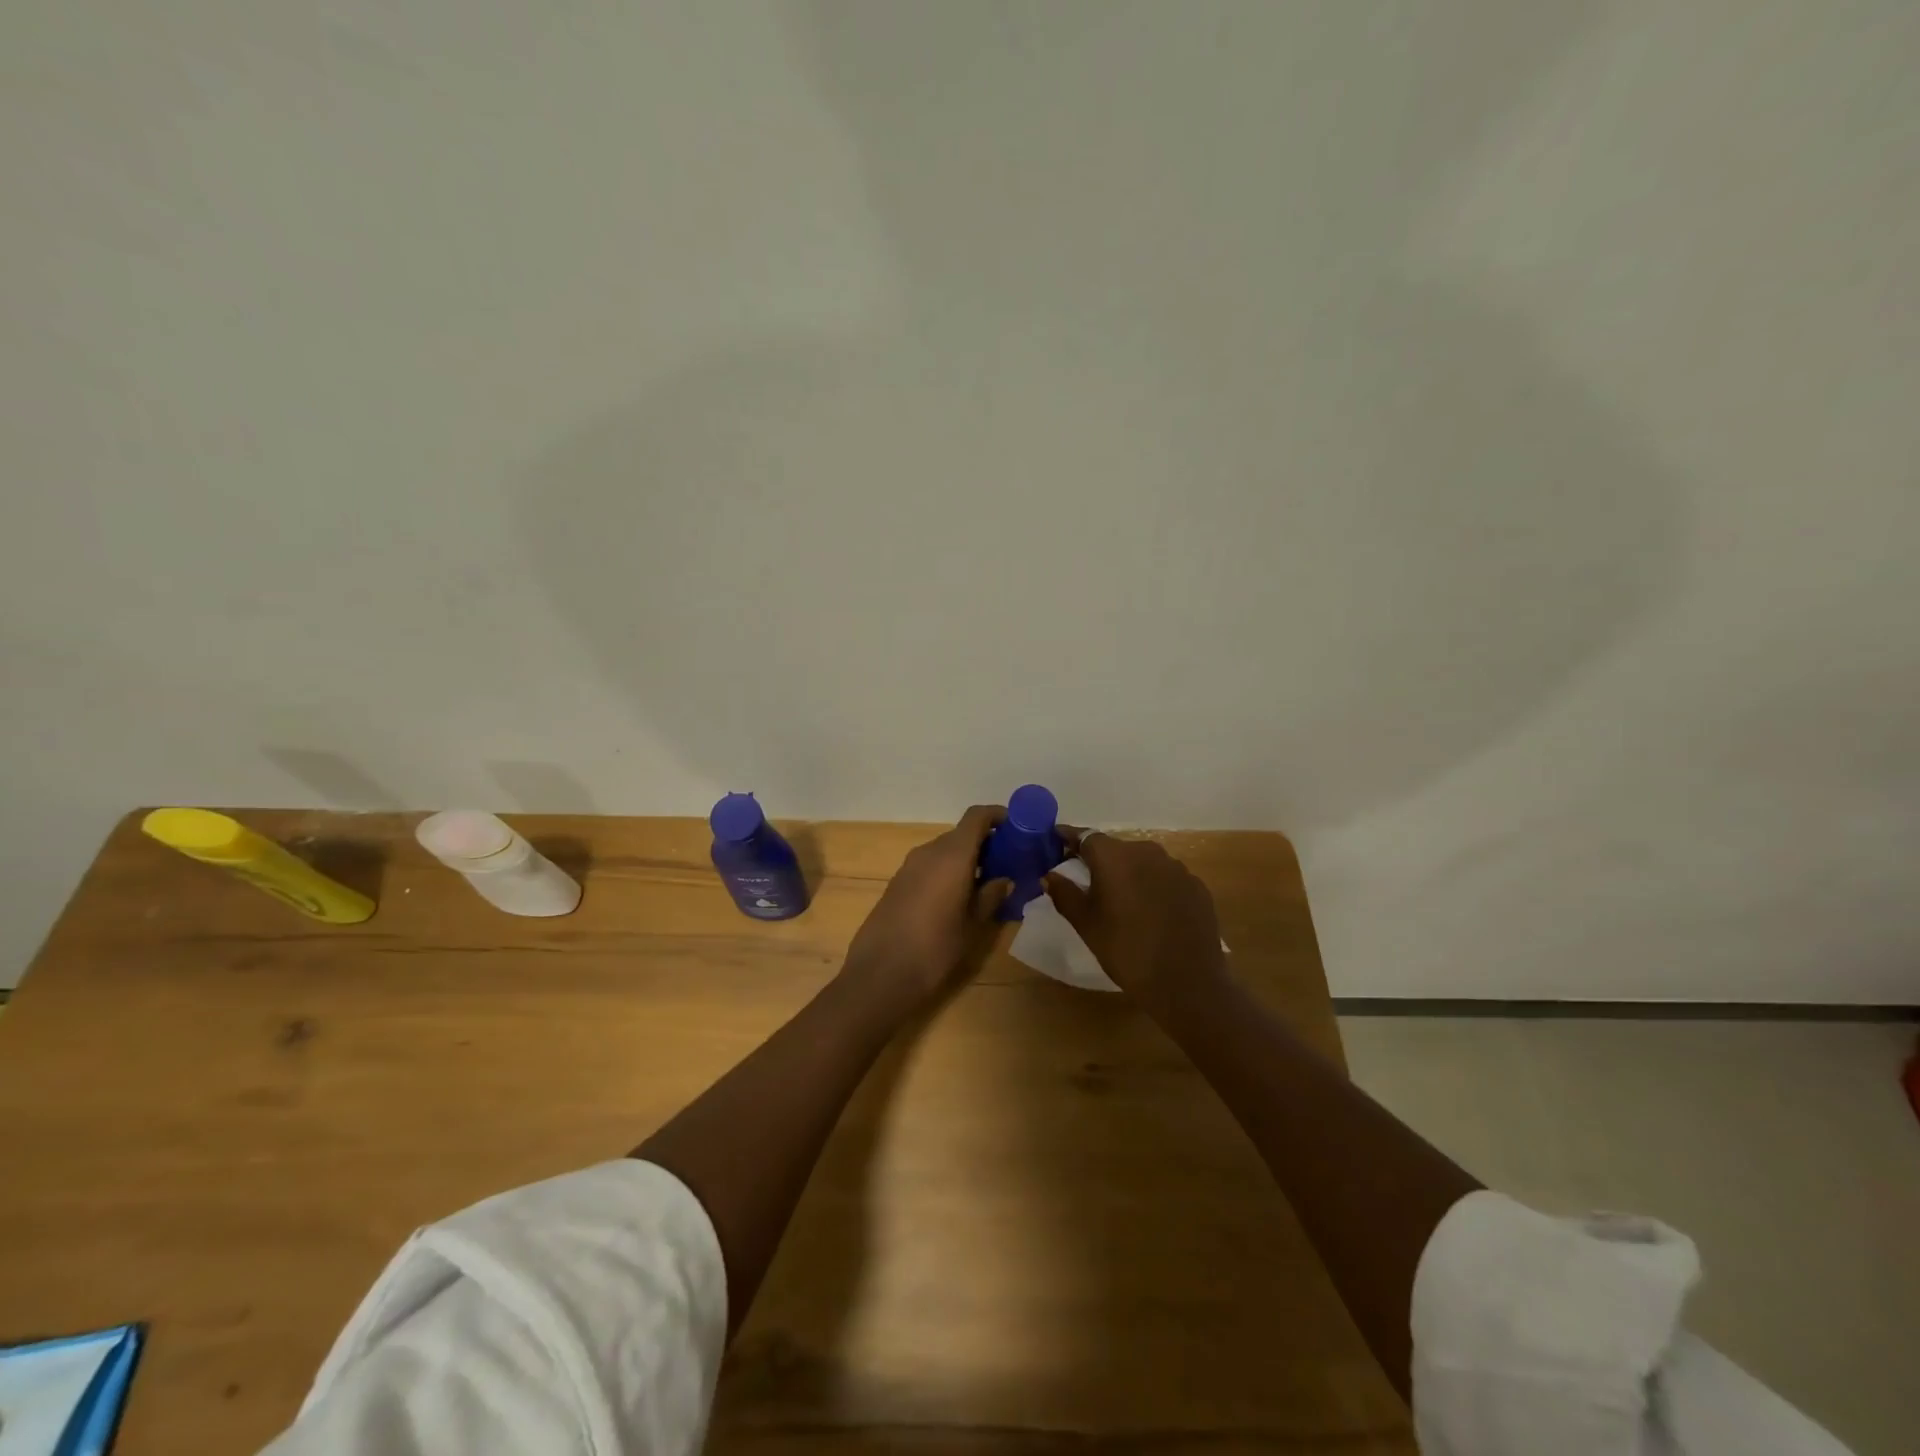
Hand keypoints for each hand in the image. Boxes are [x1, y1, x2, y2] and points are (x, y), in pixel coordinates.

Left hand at [840, 805, 1011, 1015]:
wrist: (881, 974)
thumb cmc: (935, 948)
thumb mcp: (973, 925)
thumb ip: (991, 896)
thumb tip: (1005, 880)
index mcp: (952, 855)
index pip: (977, 816)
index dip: (998, 816)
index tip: (1017, 829)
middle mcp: (929, 852)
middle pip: (961, 834)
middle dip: (986, 844)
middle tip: (1008, 864)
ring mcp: (909, 866)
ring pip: (944, 851)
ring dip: (966, 859)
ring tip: (986, 885)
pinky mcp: (897, 883)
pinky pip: (929, 866)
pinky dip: (947, 871)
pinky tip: (957, 898)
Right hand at [1044, 832, 1230, 1014]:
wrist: (1186, 982)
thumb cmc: (1126, 951)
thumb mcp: (1086, 925)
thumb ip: (1065, 894)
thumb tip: (1050, 875)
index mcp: (1114, 857)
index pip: (1085, 836)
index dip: (1069, 838)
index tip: (1057, 841)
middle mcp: (1146, 852)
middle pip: (1116, 848)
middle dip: (1100, 860)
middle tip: (1088, 880)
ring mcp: (1176, 867)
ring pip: (1143, 861)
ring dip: (1130, 872)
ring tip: (1122, 898)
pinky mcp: (1196, 885)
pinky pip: (1166, 877)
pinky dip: (1154, 886)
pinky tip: (1153, 911)